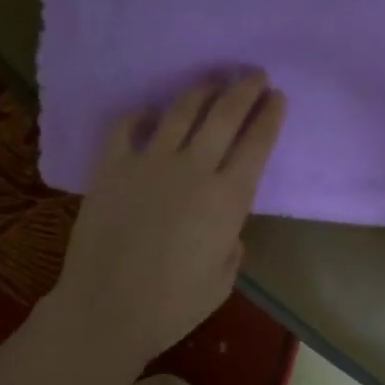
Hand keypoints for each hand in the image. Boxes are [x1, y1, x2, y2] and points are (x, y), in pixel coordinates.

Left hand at [42, 73, 286, 371]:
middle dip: (245, 89)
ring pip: (181, 110)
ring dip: (202, 91)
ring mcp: (149, 162)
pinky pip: (127, 126)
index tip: (278, 97)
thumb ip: (232, 243)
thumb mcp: (223, 280)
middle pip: (225, 114)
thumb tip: (227, 226)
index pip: (257, 143)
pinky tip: (151, 113)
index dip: (270, 116)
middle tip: (255, 75)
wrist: (106, 309)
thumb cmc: (173, 305)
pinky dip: (142, 114)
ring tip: (213, 82)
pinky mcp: (111, 166)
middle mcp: (193, 169)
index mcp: (227, 198)